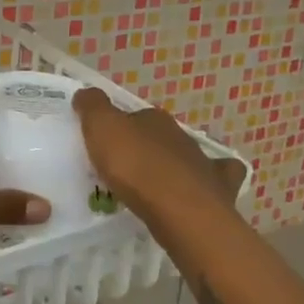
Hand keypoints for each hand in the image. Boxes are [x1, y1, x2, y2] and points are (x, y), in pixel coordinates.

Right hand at [73, 89, 225, 219]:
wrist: (180, 210)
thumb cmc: (136, 166)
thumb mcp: (101, 128)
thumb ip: (92, 107)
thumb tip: (85, 93)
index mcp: (154, 119)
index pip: (135, 116)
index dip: (120, 128)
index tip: (105, 144)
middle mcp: (181, 137)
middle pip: (160, 138)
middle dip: (145, 148)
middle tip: (124, 168)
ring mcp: (203, 164)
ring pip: (187, 159)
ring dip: (172, 168)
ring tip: (153, 187)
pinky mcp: (218, 192)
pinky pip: (217, 182)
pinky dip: (209, 184)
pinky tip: (196, 194)